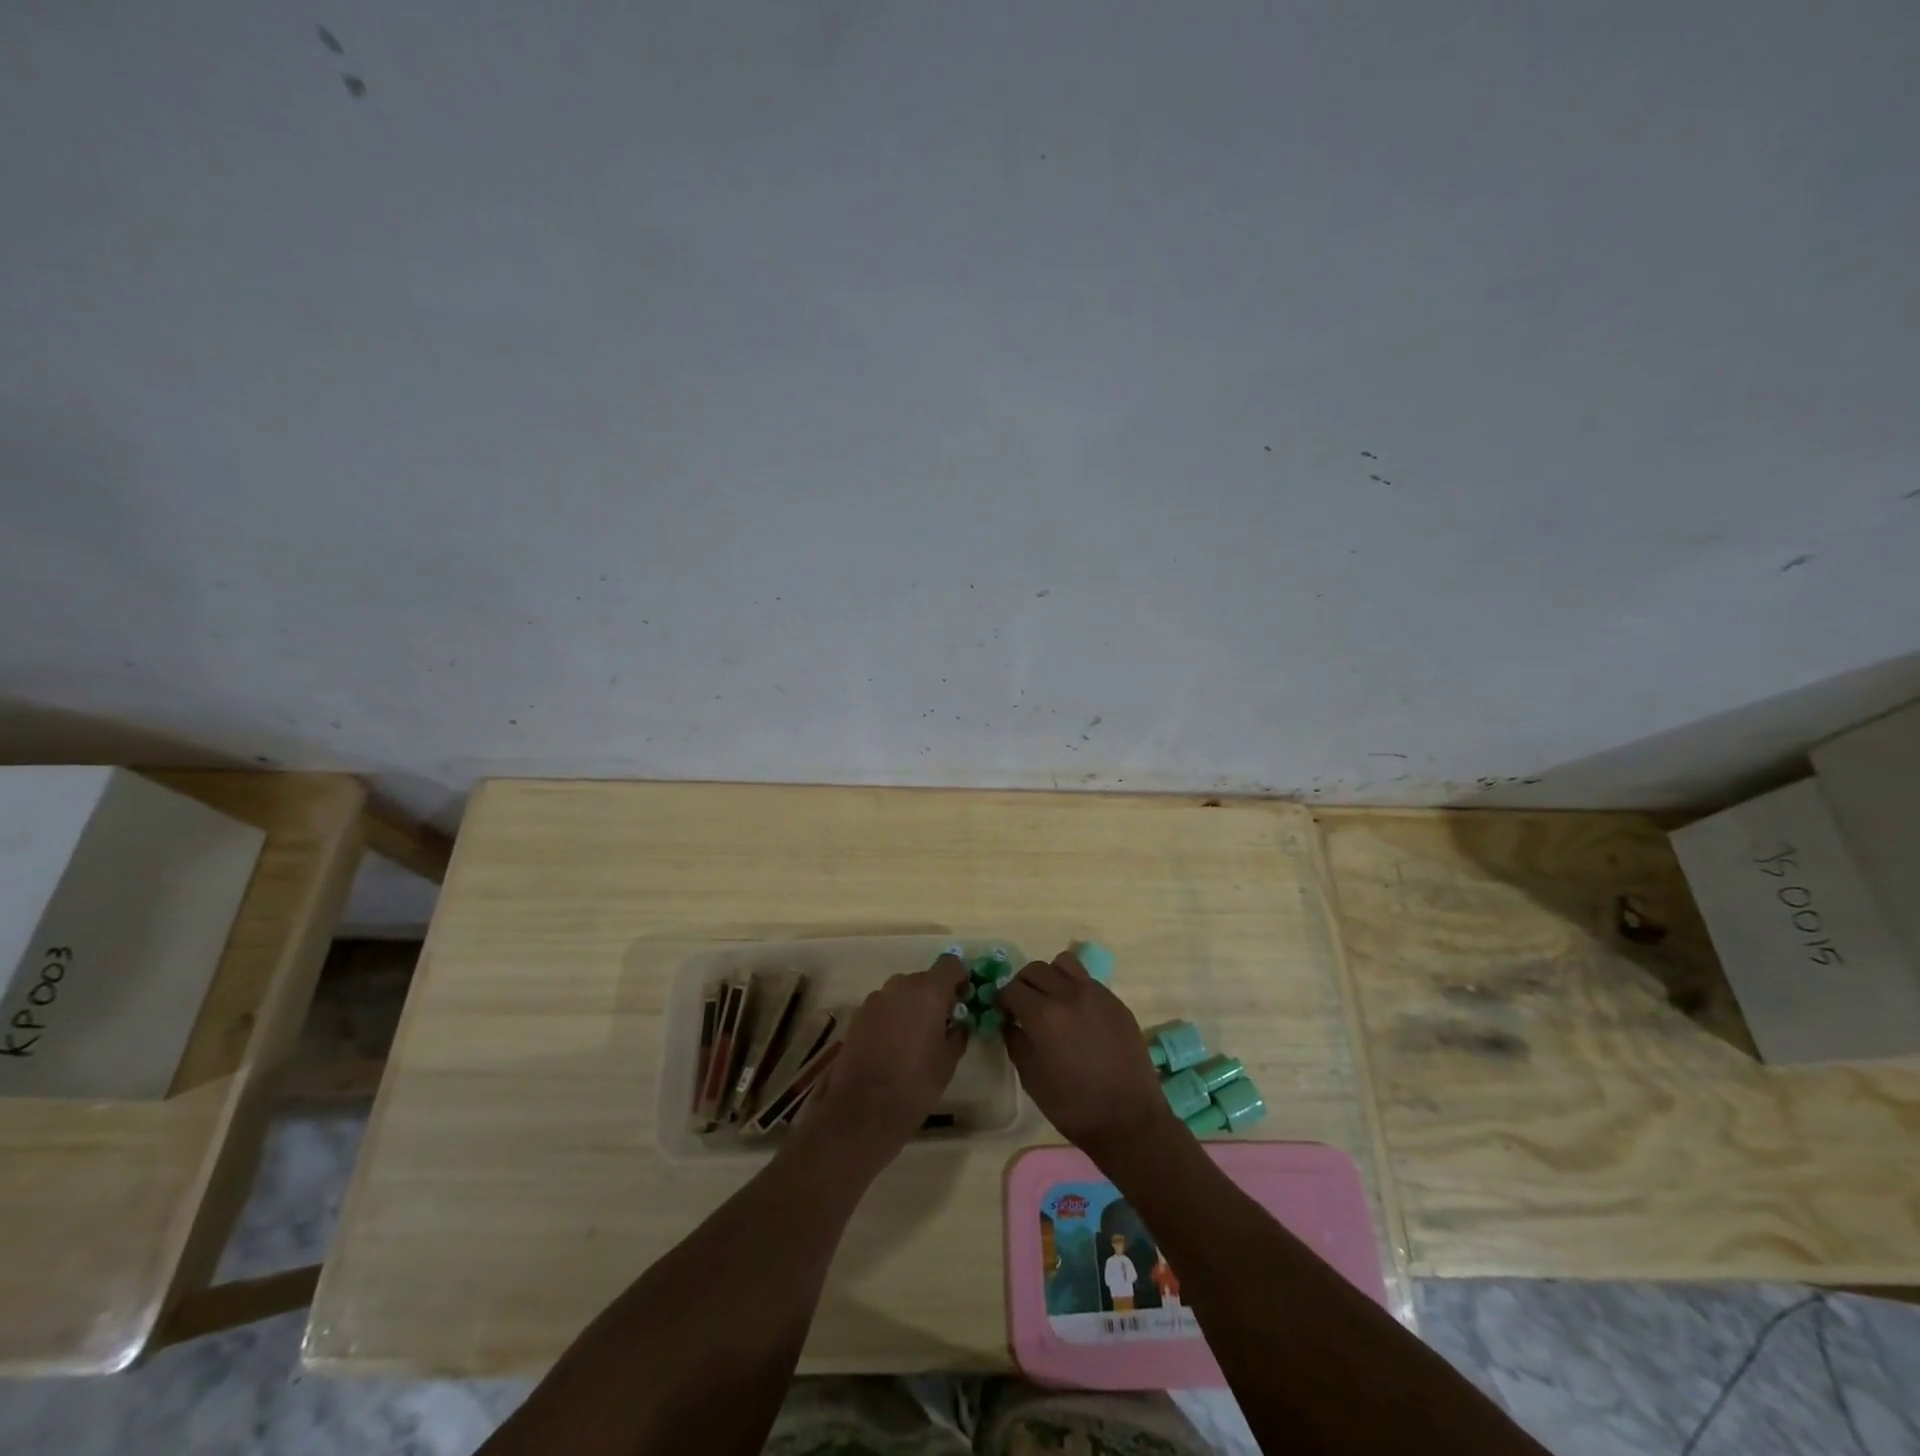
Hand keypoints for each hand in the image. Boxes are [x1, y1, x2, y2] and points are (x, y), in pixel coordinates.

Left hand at [802, 954, 969, 1168]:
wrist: (863, 1108)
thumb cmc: (915, 1084)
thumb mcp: (948, 1061)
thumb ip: (957, 1034)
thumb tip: (958, 1024)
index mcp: (928, 991)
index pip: (951, 965)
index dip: (960, 979)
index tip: (963, 1001)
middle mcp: (901, 985)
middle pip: (925, 979)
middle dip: (935, 996)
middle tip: (941, 1025)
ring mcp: (876, 998)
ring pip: (902, 993)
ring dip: (912, 1007)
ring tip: (915, 1039)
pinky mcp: (858, 1015)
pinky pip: (884, 1007)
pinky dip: (893, 1018)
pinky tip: (893, 1046)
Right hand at [999, 950, 1179, 1158]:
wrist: (1128, 1118)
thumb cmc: (1073, 1105)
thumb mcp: (1031, 1077)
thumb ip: (1015, 1041)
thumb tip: (1010, 1021)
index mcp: (1043, 1014)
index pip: (1012, 988)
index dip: (1003, 999)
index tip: (1003, 1011)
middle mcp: (1068, 994)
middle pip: (1036, 969)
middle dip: (1023, 983)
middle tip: (1023, 1004)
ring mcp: (1096, 994)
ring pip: (1064, 964)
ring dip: (1051, 976)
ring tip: (1052, 999)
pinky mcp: (1116, 1001)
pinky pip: (1088, 980)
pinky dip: (1075, 987)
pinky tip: (1078, 1014)